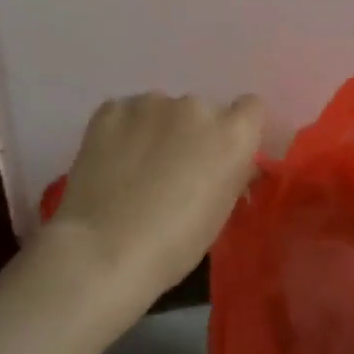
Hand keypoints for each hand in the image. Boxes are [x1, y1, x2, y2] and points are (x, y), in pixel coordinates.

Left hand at [46, 92, 264, 300]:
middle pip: (201, 110)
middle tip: (171, 168)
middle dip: (190, 133)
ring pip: (161, 109)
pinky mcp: (112, 108)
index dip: (235, 130)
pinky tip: (110, 161)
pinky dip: (122, 131)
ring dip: (155, 129)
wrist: (104, 250)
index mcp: (232, 133)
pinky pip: (125, 113)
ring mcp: (151, 102)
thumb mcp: (221, 212)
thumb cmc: (174, 244)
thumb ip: (232, 173)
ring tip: (134, 168)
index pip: (250, 108)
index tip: (220, 155)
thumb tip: (232, 162)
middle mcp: (196, 106)